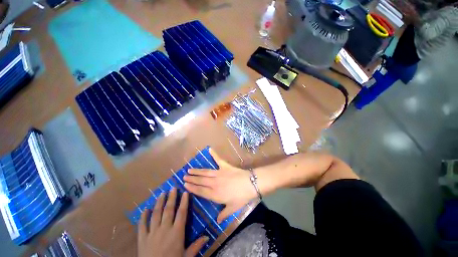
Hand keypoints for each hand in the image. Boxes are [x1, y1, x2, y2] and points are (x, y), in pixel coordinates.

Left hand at [137, 188, 207, 256]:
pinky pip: (142, 225)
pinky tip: (145, 209)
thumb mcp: (186, 256)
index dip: (184, 202)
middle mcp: (165, 229)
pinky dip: (143, 216)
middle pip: (169, 210)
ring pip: (156, 214)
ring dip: (159, 202)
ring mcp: (152, 233)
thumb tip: (208, 236)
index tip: (185, 192)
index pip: (182, 213)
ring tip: (162, 193)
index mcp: (177, 232)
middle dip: (172, 198)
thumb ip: (196, 246)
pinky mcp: (142, 238)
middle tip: (173, 188)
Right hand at [183, 148, 256, 222]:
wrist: (250, 183)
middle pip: (201, 181)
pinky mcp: (225, 166)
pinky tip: (210, 149)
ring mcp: (219, 173)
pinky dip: (214, 154)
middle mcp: (214, 183)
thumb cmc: (242, 197)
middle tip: (184, 176)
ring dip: (197, 171)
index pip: (201, 191)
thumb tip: (218, 221)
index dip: (192, 188)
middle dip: (192, 179)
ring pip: (205, 172)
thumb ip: (224, 214)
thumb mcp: (233, 208)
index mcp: (215, 194)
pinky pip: (218, 159)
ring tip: (190, 169)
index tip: (185, 185)